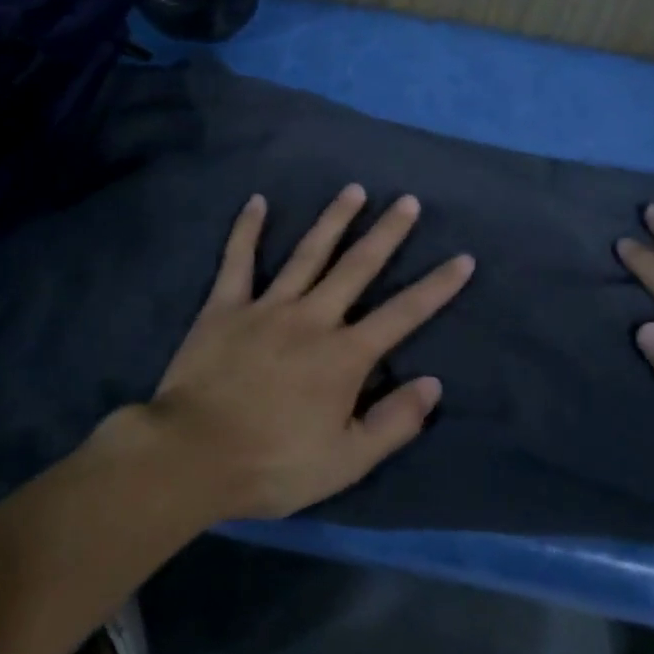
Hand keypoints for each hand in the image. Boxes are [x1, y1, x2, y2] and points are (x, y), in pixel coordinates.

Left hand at [141, 184, 474, 521]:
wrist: (191, 457)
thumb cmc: (273, 463)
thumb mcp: (346, 461)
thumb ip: (394, 422)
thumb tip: (432, 383)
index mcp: (344, 355)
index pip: (403, 314)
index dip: (436, 286)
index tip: (462, 258)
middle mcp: (312, 318)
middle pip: (357, 267)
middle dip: (387, 233)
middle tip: (408, 201)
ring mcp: (267, 307)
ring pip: (307, 254)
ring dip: (333, 220)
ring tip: (354, 190)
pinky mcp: (224, 307)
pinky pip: (237, 260)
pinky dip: (247, 230)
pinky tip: (257, 202)